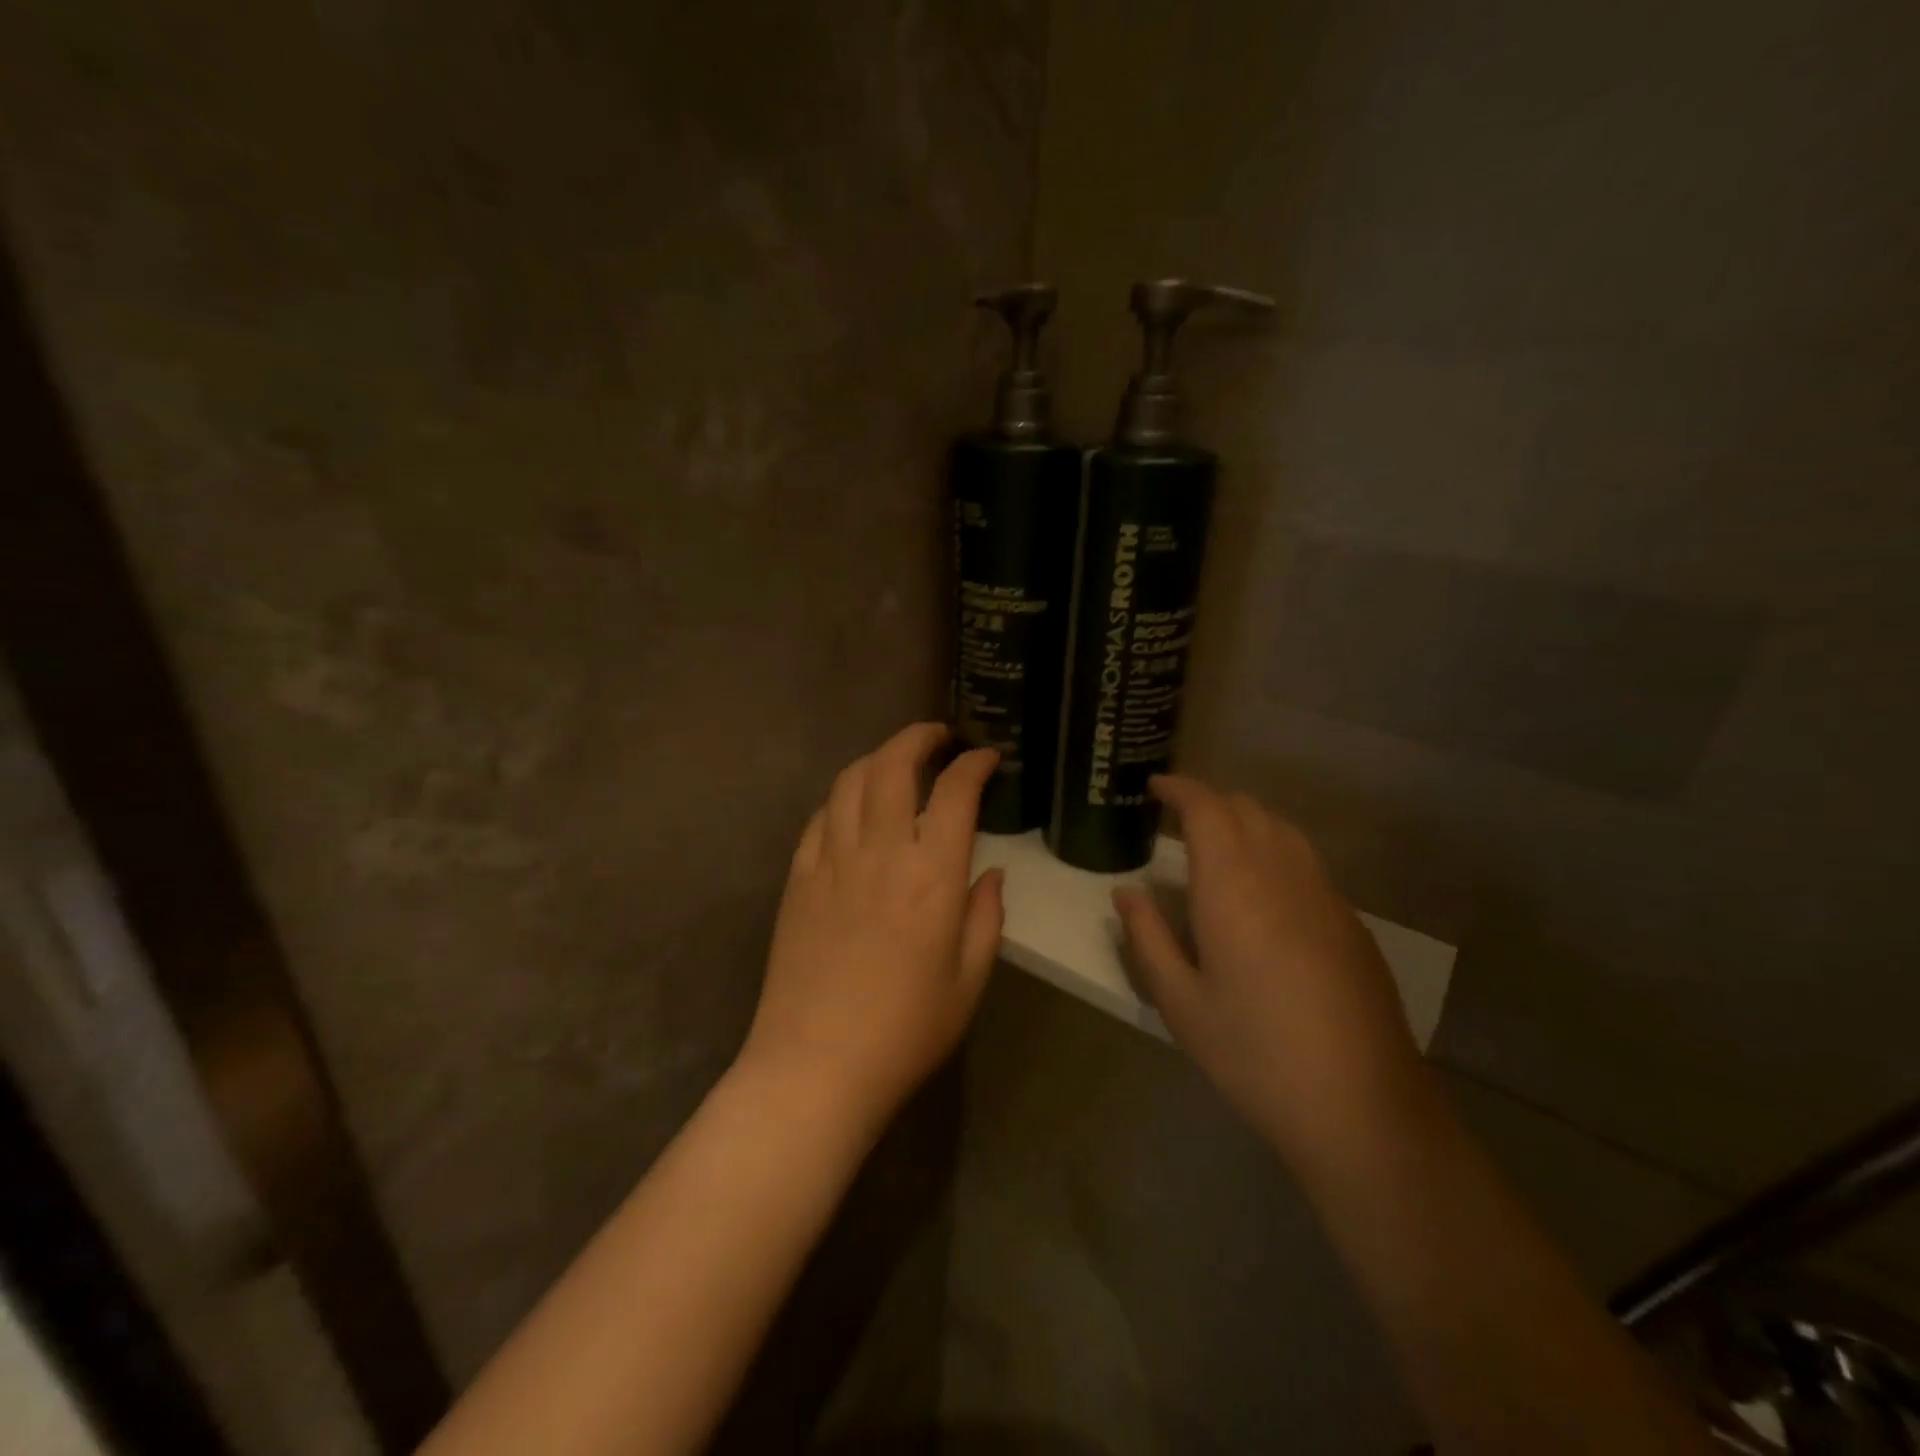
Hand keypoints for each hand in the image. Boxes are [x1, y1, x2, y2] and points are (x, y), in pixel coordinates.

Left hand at [739, 723, 1003, 1133]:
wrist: (816, 1066)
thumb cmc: (906, 1031)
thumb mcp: (969, 981)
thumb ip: (985, 917)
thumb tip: (990, 873)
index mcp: (932, 876)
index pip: (954, 793)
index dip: (973, 764)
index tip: (986, 758)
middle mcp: (880, 852)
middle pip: (893, 765)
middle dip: (918, 737)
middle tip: (937, 737)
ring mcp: (831, 861)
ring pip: (850, 781)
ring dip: (877, 758)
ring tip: (896, 762)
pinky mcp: (798, 878)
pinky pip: (819, 818)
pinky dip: (841, 797)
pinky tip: (852, 808)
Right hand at [1113, 775, 1428, 1168]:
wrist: (1361, 1106)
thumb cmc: (1254, 1054)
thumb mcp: (1180, 1003)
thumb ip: (1147, 938)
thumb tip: (1126, 893)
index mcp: (1233, 886)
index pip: (1207, 808)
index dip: (1179, 788)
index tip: (1153, 788)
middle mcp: (1282, 874)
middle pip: (1246, 808)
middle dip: (1208, 803)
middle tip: (1175, 823)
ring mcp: (1324, 894)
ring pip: (1281, 829)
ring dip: (1244, 822)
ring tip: (1215, 849)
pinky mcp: (1350, 921)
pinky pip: (1305, 860)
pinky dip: (1273, 851)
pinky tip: (1261, 893)